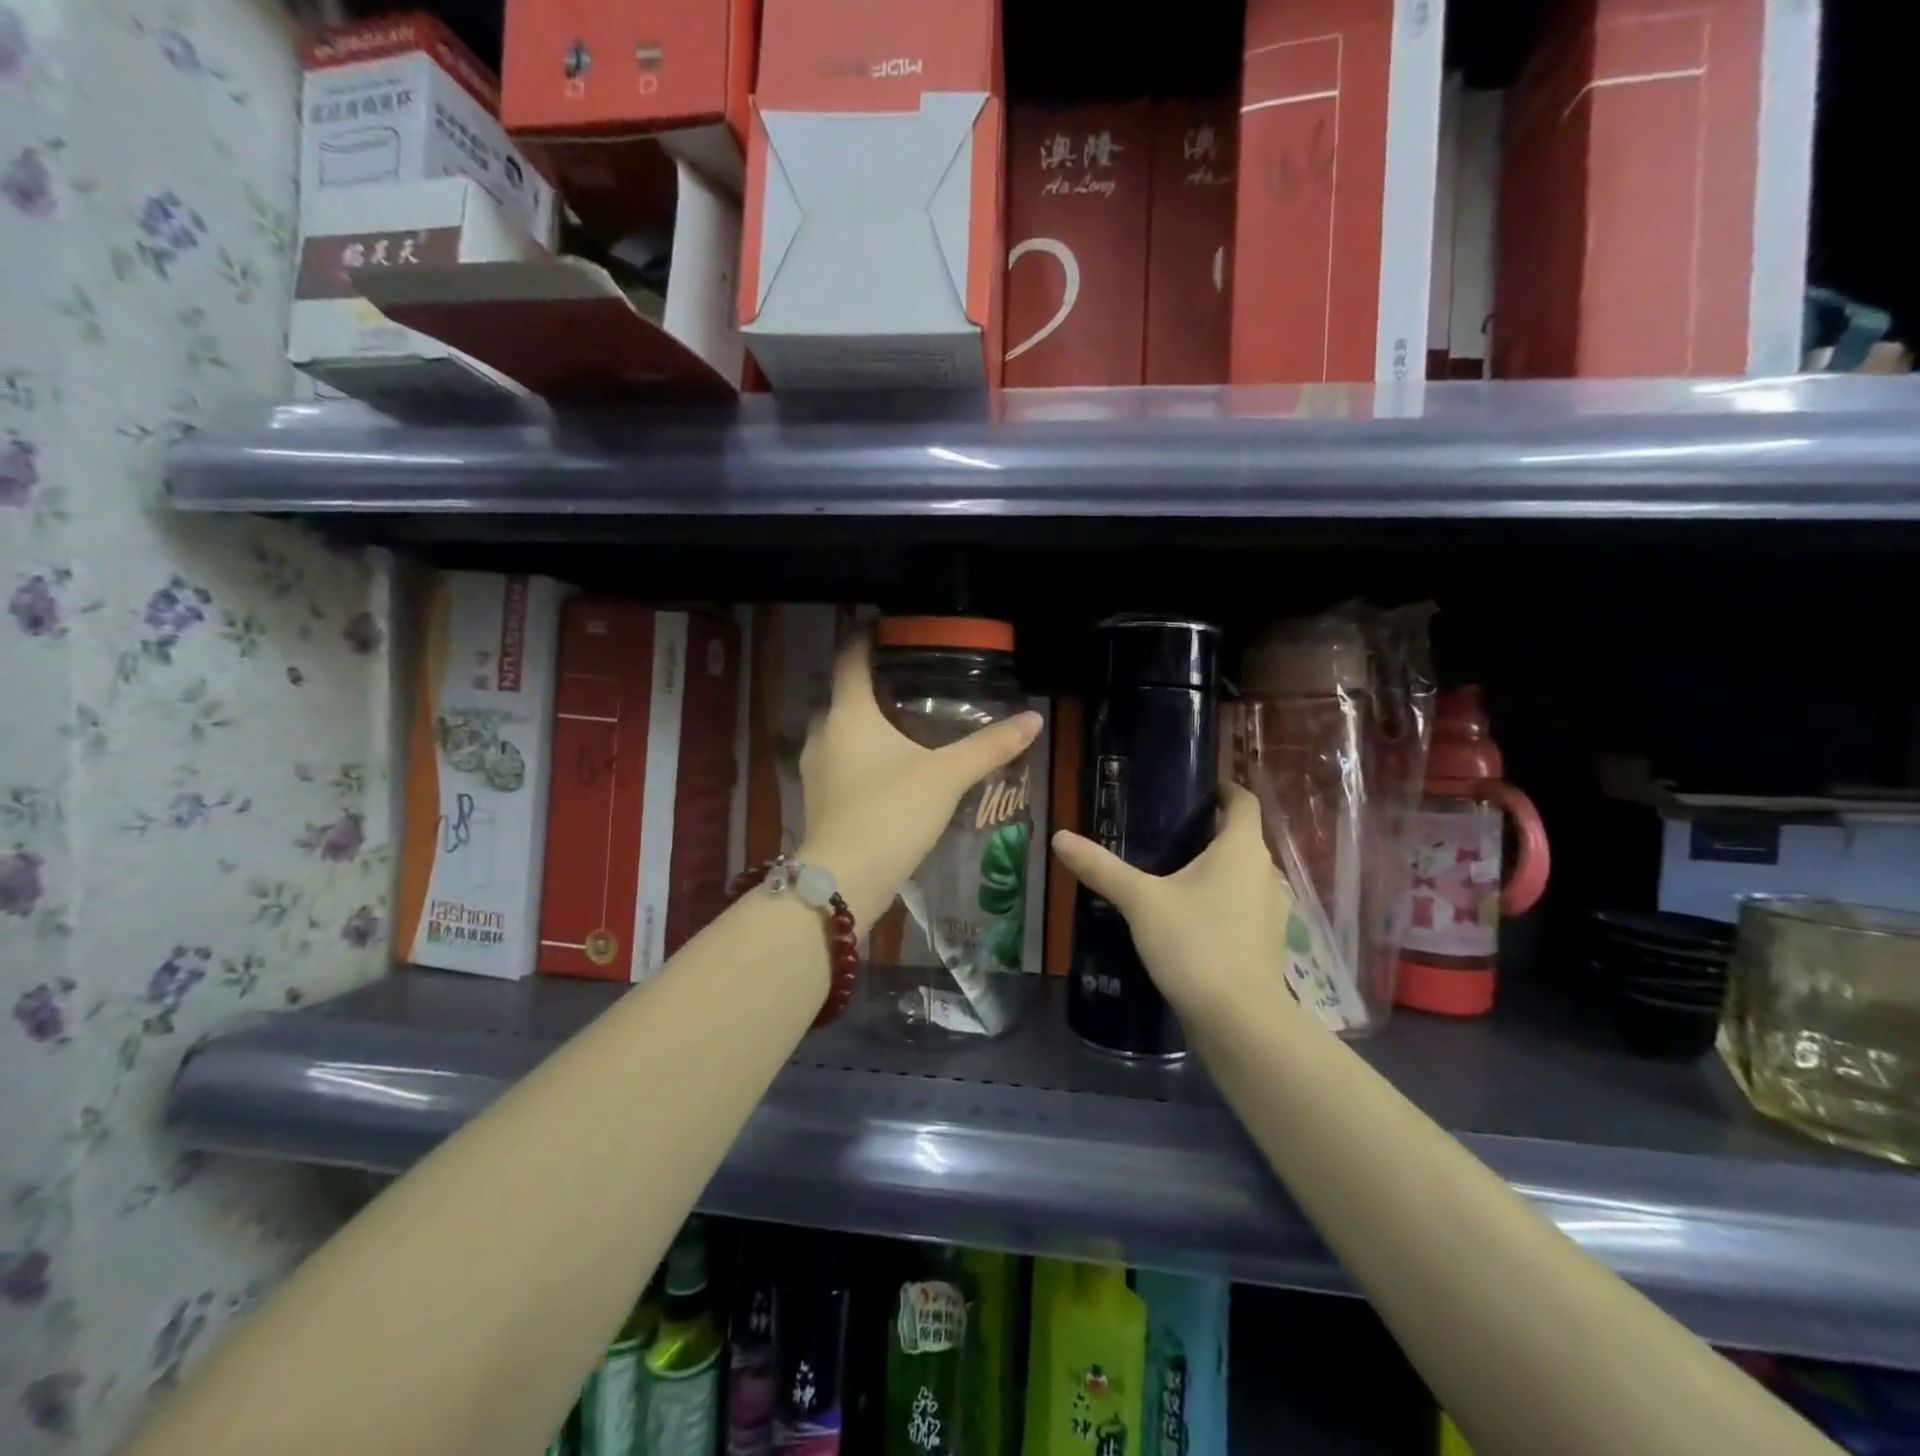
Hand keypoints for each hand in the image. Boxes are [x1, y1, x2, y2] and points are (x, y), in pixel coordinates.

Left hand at [796, 634, 1040, 928]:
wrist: (845, 880)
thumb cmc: (892, 813)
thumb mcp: (947, 777)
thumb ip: (989, 747)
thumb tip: (1033, 719)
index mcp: (849, 713)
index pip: (851, 658)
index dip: (866, 637)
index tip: (886, 625)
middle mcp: (824, 733)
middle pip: (844, 694)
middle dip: (871, 684)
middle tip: (909, 679)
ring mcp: (815, 768)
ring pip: (840, 730)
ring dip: (865, 722)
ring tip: (903, 722)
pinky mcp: (818, 798)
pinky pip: (839, 760)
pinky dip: (860, 753)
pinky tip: (888, 767)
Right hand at [1051, 783, 1307, 1033]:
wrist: (1240, 1020)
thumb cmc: (1195, 944)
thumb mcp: (1141, 901)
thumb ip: (1101, 867)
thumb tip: (1059, 837)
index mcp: (1241, 848)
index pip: (1243, 800)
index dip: (1222, 789)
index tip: (1191, 790)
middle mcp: (1265, 871)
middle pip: (1240, 837)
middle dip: (1208, 830)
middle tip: (1163, 831)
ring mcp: (1271, 909)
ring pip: (1242, 873)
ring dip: (1215, 867)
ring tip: (1170, 872)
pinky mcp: (1266, 940)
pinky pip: (1242, 904)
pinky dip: (1220, 899)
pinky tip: (1188, 916)